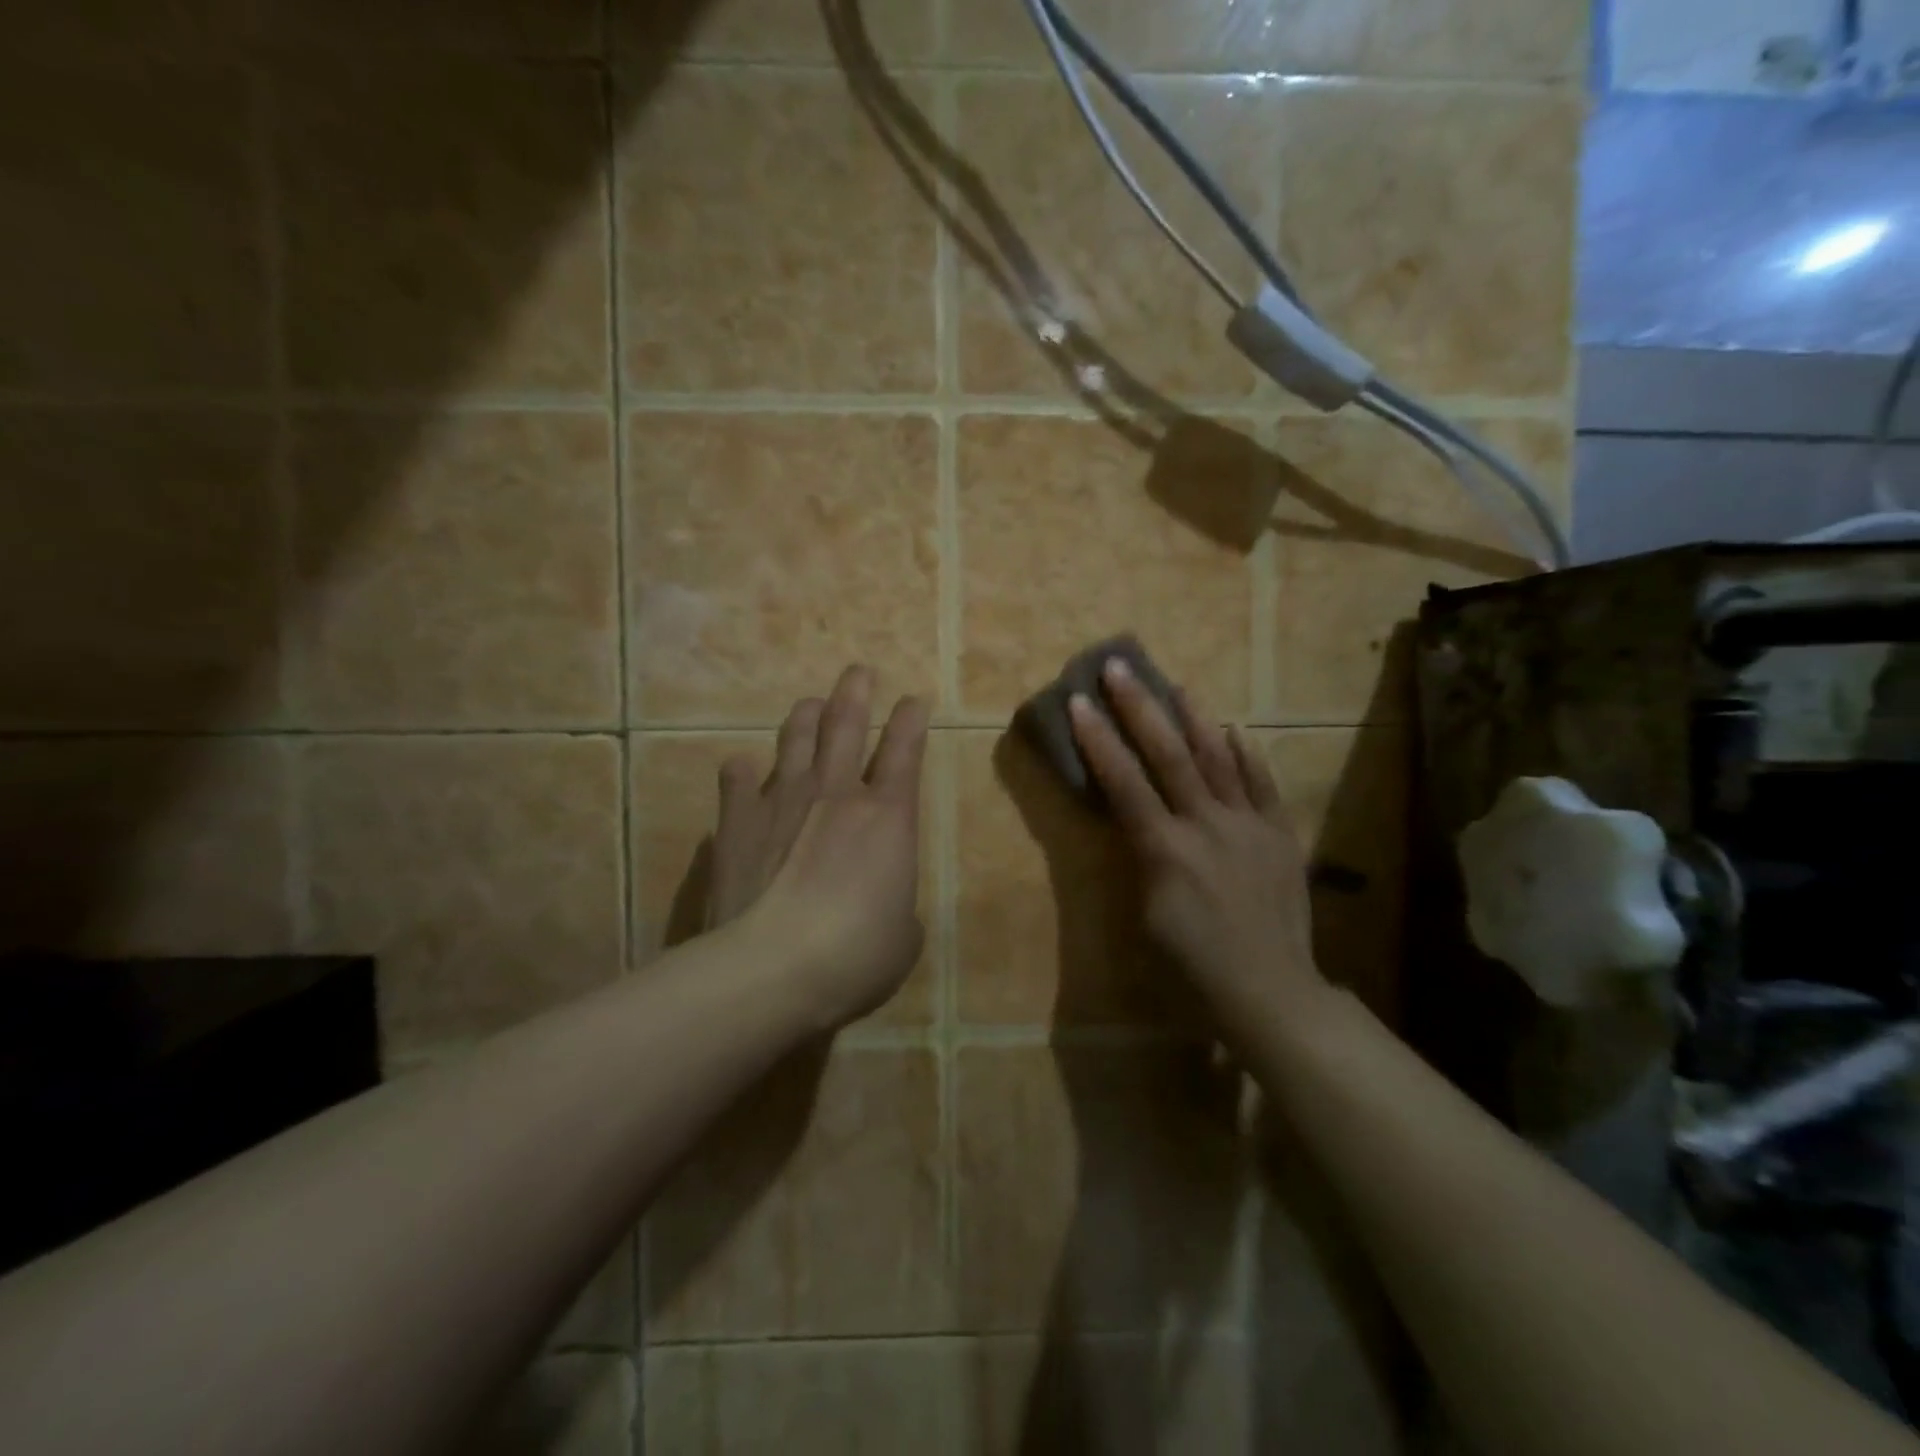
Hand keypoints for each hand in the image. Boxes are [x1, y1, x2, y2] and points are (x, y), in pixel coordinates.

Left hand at [708, 665, 928, 1030]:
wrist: (772, 969)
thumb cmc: (856, 954)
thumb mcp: (903, 937)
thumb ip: (898, 907)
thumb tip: (887, 904)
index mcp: (888, 816)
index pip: (905, 749)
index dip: (912, 719)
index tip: (914, 699)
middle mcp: (836, 793)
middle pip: (846, 724)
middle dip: (855, 693)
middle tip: (858, 672)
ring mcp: (782, 801)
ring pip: (795, 739)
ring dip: (805, 717)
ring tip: (810, 704)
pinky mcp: (736, 823)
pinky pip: (738, 781)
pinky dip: (743, 772)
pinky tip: (742, 767)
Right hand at [1068, 658, 1324, 1033]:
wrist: (1270, 991)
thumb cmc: (1193, 966)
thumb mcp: (1148, 916)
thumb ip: (1141, 860)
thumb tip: (1138, 823)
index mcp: (1165, 849)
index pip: (1124, 783)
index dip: (1098, 741)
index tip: (1079, 703)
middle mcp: (1206, 825)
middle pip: (1169, 755)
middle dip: (1139, 709)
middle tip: (1119, 668)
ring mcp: (1249, 826)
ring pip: (1218, 759)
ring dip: (1193, 718)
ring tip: (1175, 684)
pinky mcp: (1281, 835)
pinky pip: (1263, 785)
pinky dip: (1248, 755)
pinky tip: (1236, 729)